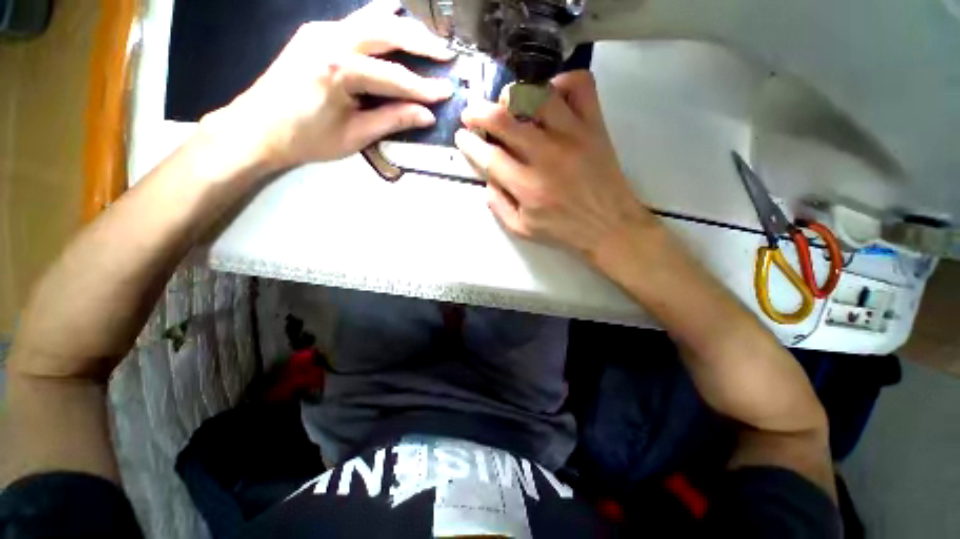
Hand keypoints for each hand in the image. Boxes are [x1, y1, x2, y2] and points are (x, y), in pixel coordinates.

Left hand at [200, 0, 454, 171]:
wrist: (258, 128)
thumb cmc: (307, 139)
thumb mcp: (355, 136)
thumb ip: (392, 120)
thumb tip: (426, 115)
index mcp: (339, 70)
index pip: (394, 77)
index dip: (424, 88)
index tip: (447, 92)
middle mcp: (330, 39)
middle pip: (386, 32)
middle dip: (420, 43)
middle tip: (445, 53)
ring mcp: (320, 30)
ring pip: (371, 19)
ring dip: (403, 27)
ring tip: (427, 38)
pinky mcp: (315, 33)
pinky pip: (355, 22)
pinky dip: (379, 23)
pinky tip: (394, 20)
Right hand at [455, 71, 657, 260]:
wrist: (608, 226)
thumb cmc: (562, 230)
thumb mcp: (521, 229)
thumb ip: (498, 205)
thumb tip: (487, 178)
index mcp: (526, 186)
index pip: (489, 156)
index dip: (469, 143)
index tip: (461, 135)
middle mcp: (546, 155)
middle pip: (504, 119)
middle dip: (479, 112)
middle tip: (472, 113)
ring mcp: (573, 135)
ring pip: (537, 94)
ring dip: (514, 94)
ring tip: (508, 103)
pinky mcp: (595, 125)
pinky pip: (579, 86)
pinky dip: (561, 82)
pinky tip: (550, 97)